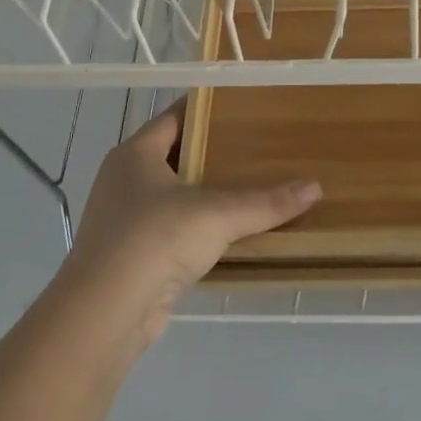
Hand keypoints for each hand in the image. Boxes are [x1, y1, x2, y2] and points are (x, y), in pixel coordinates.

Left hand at [55, 106, 320, 349]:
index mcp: (135, 154)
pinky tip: (229, 231)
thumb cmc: (154, 240)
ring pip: (173, 195)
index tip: (243, 105)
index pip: (174, 117)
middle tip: (258, 144)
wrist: (104, 315)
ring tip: (250, 185)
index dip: (207, 109)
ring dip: (205, 193)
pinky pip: (171, 229)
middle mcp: (123, 180)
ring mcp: (123, 220)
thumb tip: (315, 188)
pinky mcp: (131, 256)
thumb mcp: (218, 214)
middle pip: (174, 155)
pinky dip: (197, 227)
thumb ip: (266, 202)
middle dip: (213, 152)